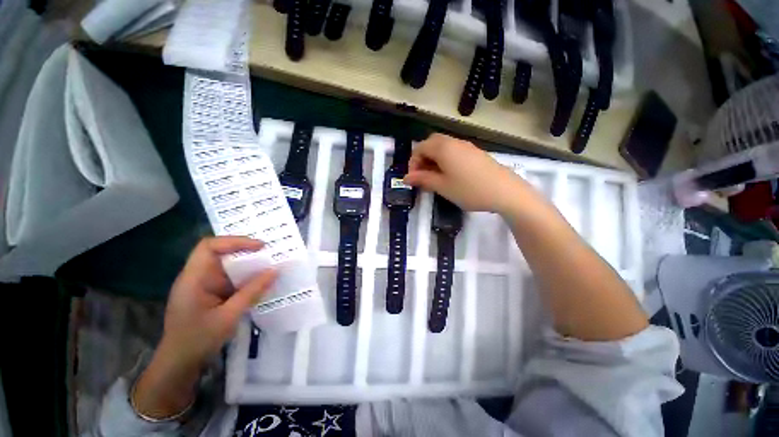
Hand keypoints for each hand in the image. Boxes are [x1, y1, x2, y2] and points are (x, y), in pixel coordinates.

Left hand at [133, 237, 276, 418]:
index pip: (210, 247)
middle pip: (220, 253)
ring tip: (269, 266)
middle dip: (246, 251)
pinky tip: (259, 282)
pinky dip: (245, 277)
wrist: (179, 364)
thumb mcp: (228, 317)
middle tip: (270, 254)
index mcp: (193, 279)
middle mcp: (197, 277)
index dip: (235, 241)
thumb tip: (275, 271)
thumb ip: (252, 292)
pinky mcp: (210, 293)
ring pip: (227, 265)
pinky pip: (229, 278)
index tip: (260, 247)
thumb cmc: (198, 341)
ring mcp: (203, 285)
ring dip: (248, 265)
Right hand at [404, 134, 526, 213]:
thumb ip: (423, 179)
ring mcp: (467, 147)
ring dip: (434, 159)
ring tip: (435, 178)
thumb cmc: (469, 189)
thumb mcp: (442, 186)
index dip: (413, 163)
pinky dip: (446, 160)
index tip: (414, 179)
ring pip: (443, 147)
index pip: (420, 148)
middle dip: (423, 158)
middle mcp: (454, 142)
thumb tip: (406, 178)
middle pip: (431, 143)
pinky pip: (454, 152)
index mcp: (443, 148)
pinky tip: (450, 176)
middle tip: (423, 176)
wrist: (504, 191)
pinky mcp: (475, 153)